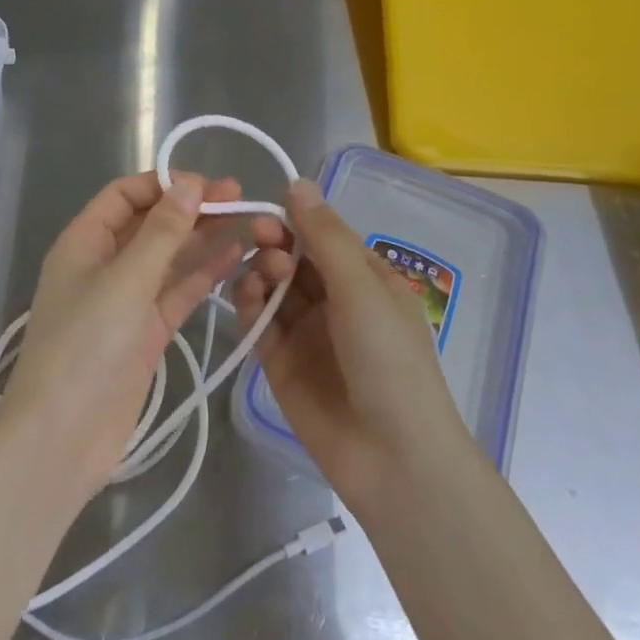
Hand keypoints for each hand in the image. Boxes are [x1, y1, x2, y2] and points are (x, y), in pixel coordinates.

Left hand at [0, 171, 246, 502]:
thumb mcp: (126, 280)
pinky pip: (177, 293)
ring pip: (169, 258)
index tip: (207, 183)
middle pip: (151, 224)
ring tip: (248, 220)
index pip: (125, 195)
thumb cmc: (86, 346)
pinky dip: (203, 275)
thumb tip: (190, 185)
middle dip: (191, 208)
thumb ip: (162, 232)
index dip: (163, 183)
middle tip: (240, 196)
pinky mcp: (146, 333)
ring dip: (203, 239)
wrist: (64, 437)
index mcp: (84, 242)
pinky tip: (236, 258)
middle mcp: (104, 265)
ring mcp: (126, 301)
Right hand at [237, 179, 471, 512]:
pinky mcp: (280, 361)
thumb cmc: (388, 359)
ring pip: (273, 286)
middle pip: (294, 257)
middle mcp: (334, 300)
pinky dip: (250, 303)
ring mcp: (305, 332)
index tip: (270, 211)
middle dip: (276, 242)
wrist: (392, 457)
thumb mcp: (361, 288)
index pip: (323, 236)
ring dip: (263, 270)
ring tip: (264, 274)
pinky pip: (259, 321)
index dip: (297, 219)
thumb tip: (298, 182)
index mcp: (364, 278)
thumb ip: (324, 236)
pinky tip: (248, 295)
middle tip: (261, 236)